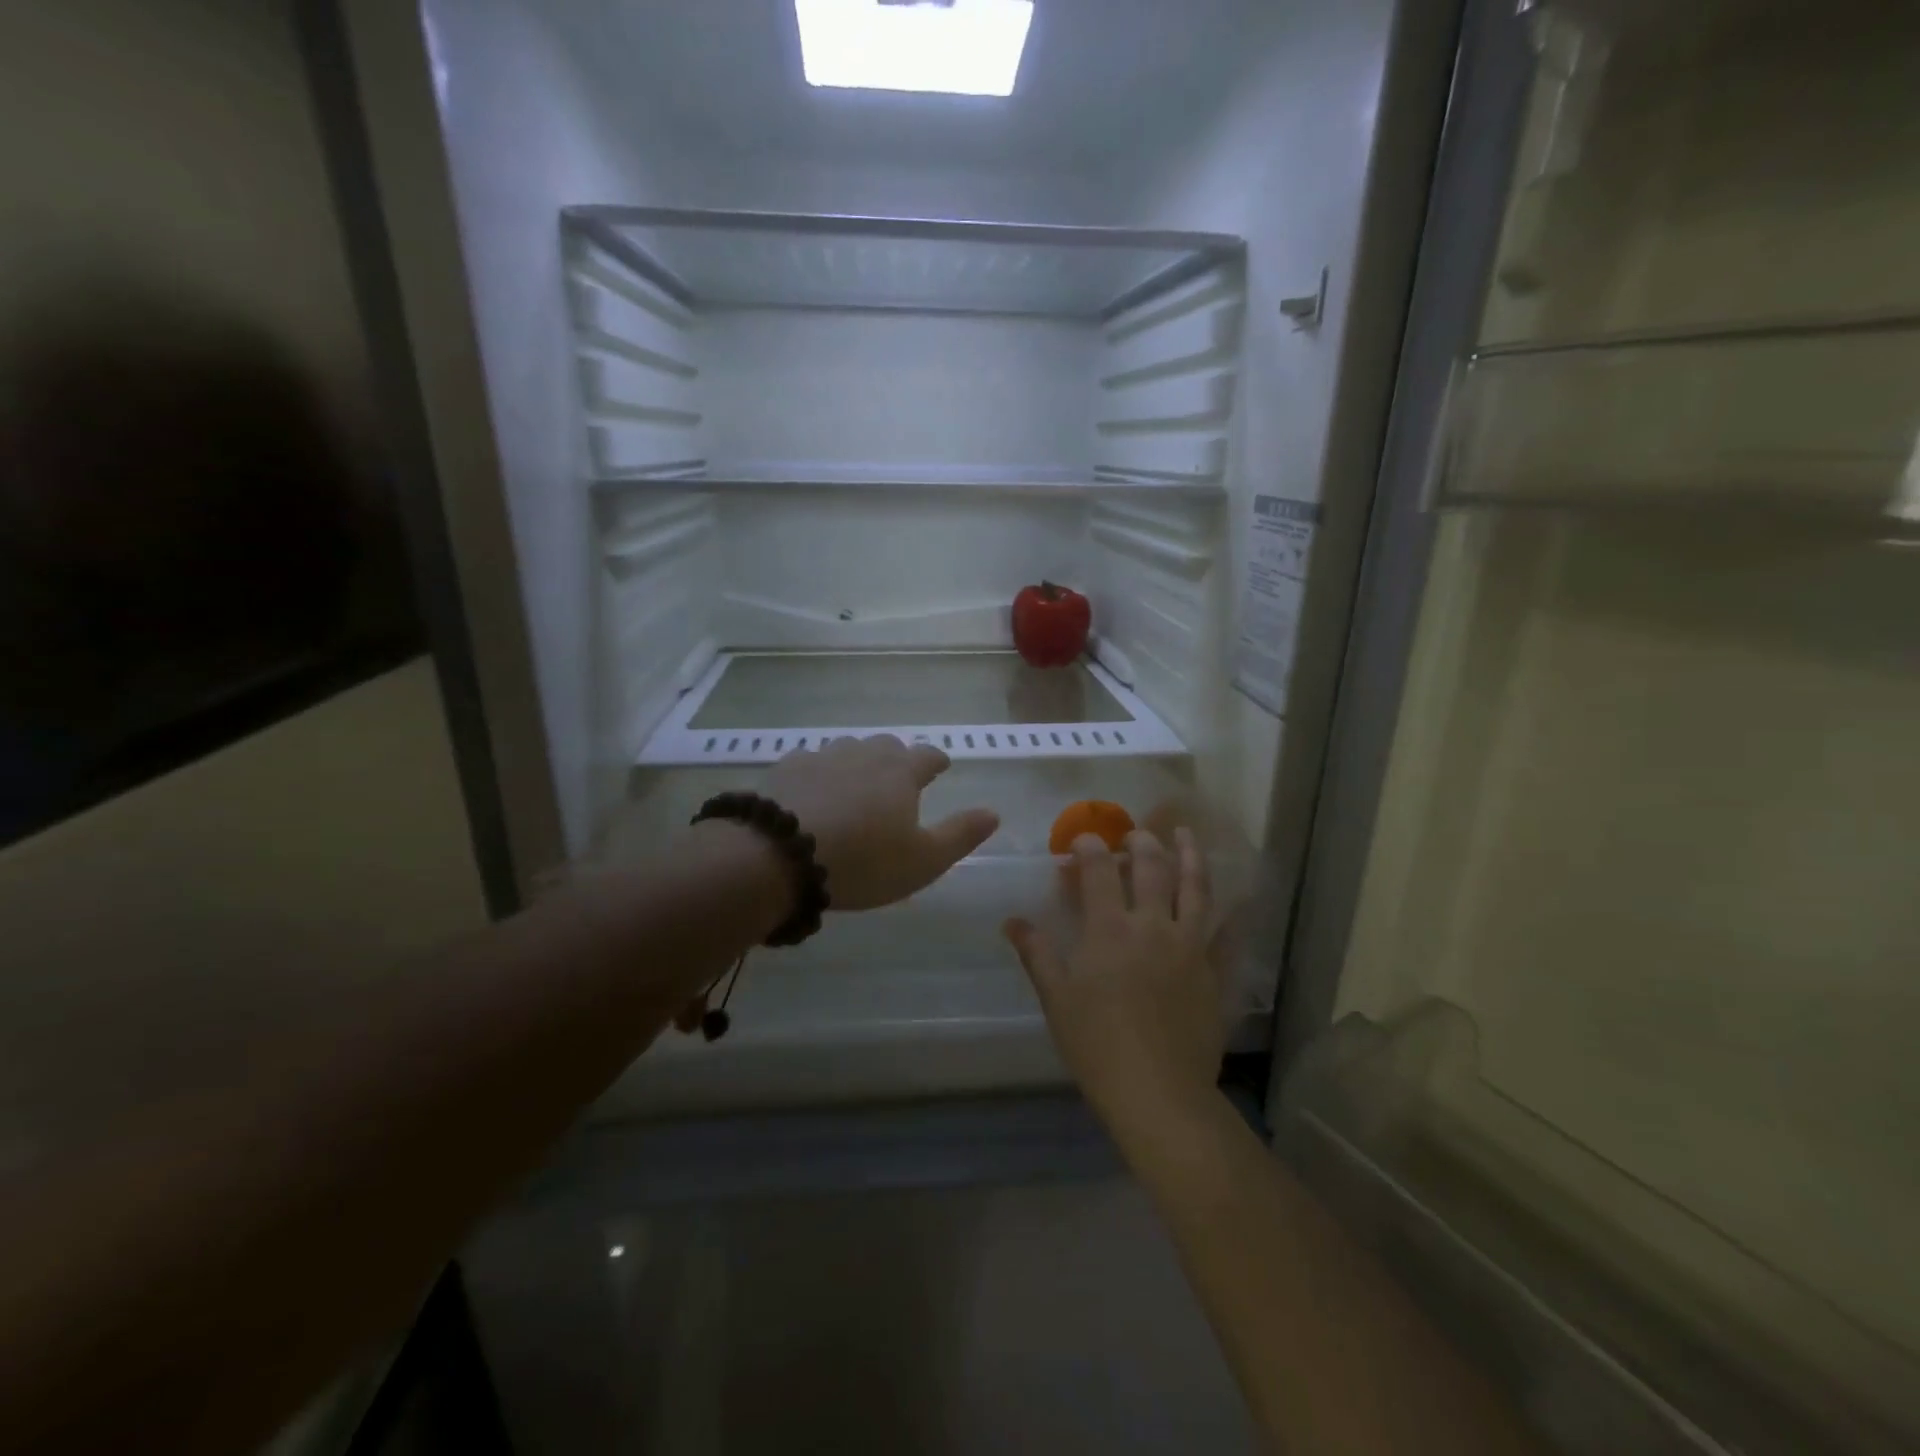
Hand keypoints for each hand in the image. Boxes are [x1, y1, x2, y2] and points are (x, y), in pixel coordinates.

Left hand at [766, 735, 999, 911]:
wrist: (779, 855)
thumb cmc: (863, 861)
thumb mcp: (923, 860)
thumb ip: (961, 834)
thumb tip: (994, 812)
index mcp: (902, 772)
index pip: (928, 755)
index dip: (936, 761)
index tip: (940, 767)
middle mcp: (864, 753)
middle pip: (887, 746)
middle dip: (897, 758)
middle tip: (898, 779)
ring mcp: (823, 756)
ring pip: (848, 749)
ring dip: (857, 762)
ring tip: (856, 785)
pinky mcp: (787, 767)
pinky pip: (810, 761)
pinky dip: (819, 773)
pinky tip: (812, 791)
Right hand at [1004, 829, 1224, 1131]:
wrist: (1158, 1091)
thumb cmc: (1096, 1045)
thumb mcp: (1056, 998)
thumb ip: (1037, 953)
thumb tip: (1012, 921)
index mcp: (1109, 929)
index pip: (1098, 870)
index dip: (1089, 848)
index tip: (1082, 841)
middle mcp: (1152, 925)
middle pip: (1151, 868)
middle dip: (1140, 842)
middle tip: (1134, 835)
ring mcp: (1188, 946)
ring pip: (1194, 887)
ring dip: (1188, 855)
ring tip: (1184, 833)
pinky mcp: (1212, 970)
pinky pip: (1223, 930)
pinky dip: (1227, 909)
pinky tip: (1230, 897)